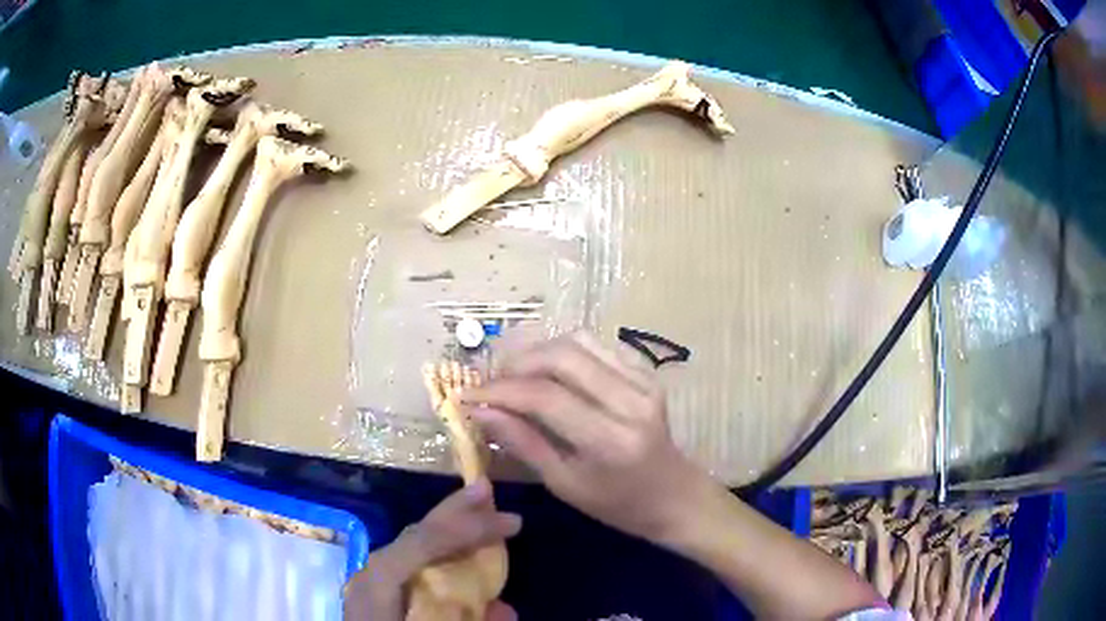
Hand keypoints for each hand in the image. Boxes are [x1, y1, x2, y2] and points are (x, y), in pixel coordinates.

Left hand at [343, 479, 519, 620]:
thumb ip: (465, 617)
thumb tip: (506, 609)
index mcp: (380, 582)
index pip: (424, 542)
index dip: (469, 527)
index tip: (513, 522)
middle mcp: (373, 574)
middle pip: (415, 534)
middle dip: (454, 511)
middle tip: (488, 489)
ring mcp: (372, 582)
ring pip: (412, 546)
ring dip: (448, 529)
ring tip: (479, 513)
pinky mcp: (377, 591)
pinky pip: (411, 564)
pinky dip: (439, 553)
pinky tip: (461, 552)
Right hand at [461, 332, 708, 541]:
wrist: (674, 495)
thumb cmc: (617, 504)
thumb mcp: (564, 484)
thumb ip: (523, 444)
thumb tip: (481, 412)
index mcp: (610, 440)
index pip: (545, 397)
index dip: (500, 391)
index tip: (467, 395)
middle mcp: (630, 401)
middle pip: (561, 357)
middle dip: (515, 364)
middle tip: (491, 383)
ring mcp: (643, 381)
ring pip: (578, 342)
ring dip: (538, 352)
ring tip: (514, 375)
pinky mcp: (646, 372)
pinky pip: (597, 346)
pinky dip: (564, 352)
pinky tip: (549, 373)